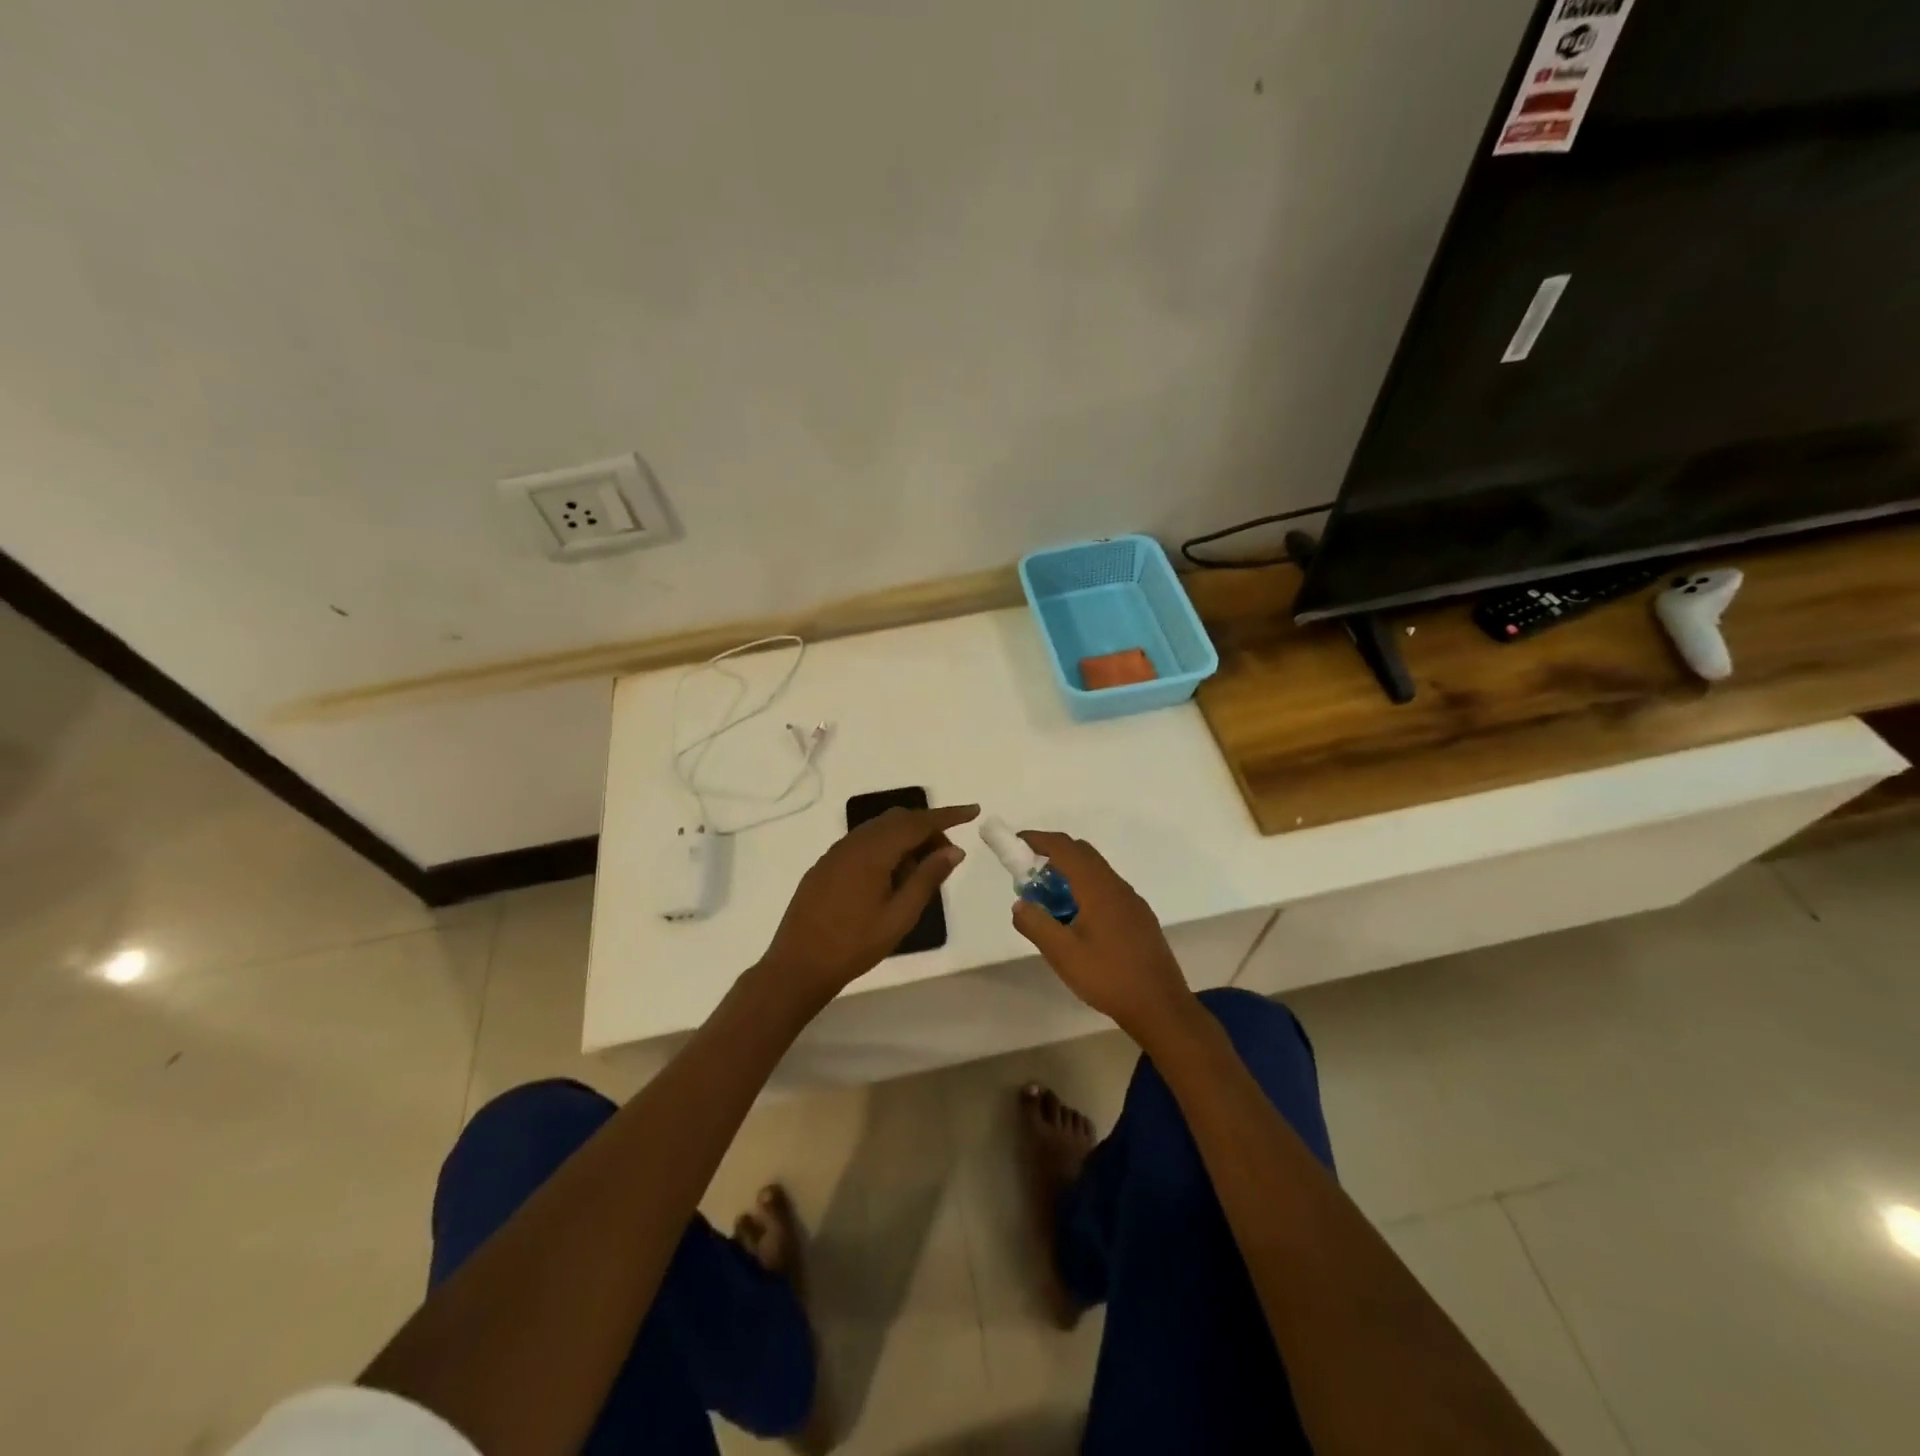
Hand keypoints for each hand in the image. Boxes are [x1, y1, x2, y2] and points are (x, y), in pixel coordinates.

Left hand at [759, 804, 980, 1000]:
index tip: (973, 811)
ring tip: (922, 870)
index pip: (918, 822)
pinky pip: (863, 843)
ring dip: (906, 839)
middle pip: (898, 820)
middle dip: (927, 829)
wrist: (798, 965)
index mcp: (873, 851)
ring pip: (879, 829)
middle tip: (947, 856)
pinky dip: (885, 848)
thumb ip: (927, 878)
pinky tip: (891, 877)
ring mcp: (835, 853)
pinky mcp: (826, 865)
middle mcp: (853, 843)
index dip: (948, 815)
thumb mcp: (900, 915)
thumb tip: (953, 850)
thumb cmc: (854, 945)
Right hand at [1009, 831, 1193, 1034]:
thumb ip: (1036, 924)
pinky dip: (1084, 889)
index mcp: (1098, 888)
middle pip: (1082, 853)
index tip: (1016, 843)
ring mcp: (1132, 902)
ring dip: (1069, 873)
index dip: (1039, 840)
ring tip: (1048, 899)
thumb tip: (1020, 904)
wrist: (1160, 1007)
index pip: (1065, 848)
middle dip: (1053, 854)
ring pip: (1096, 872)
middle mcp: (1117, 886)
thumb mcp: (1062, 954)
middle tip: (1028, 874)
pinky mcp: (1139, 918)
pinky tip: (1076, 919)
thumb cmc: (1108, 977)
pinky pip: (1106, 889)